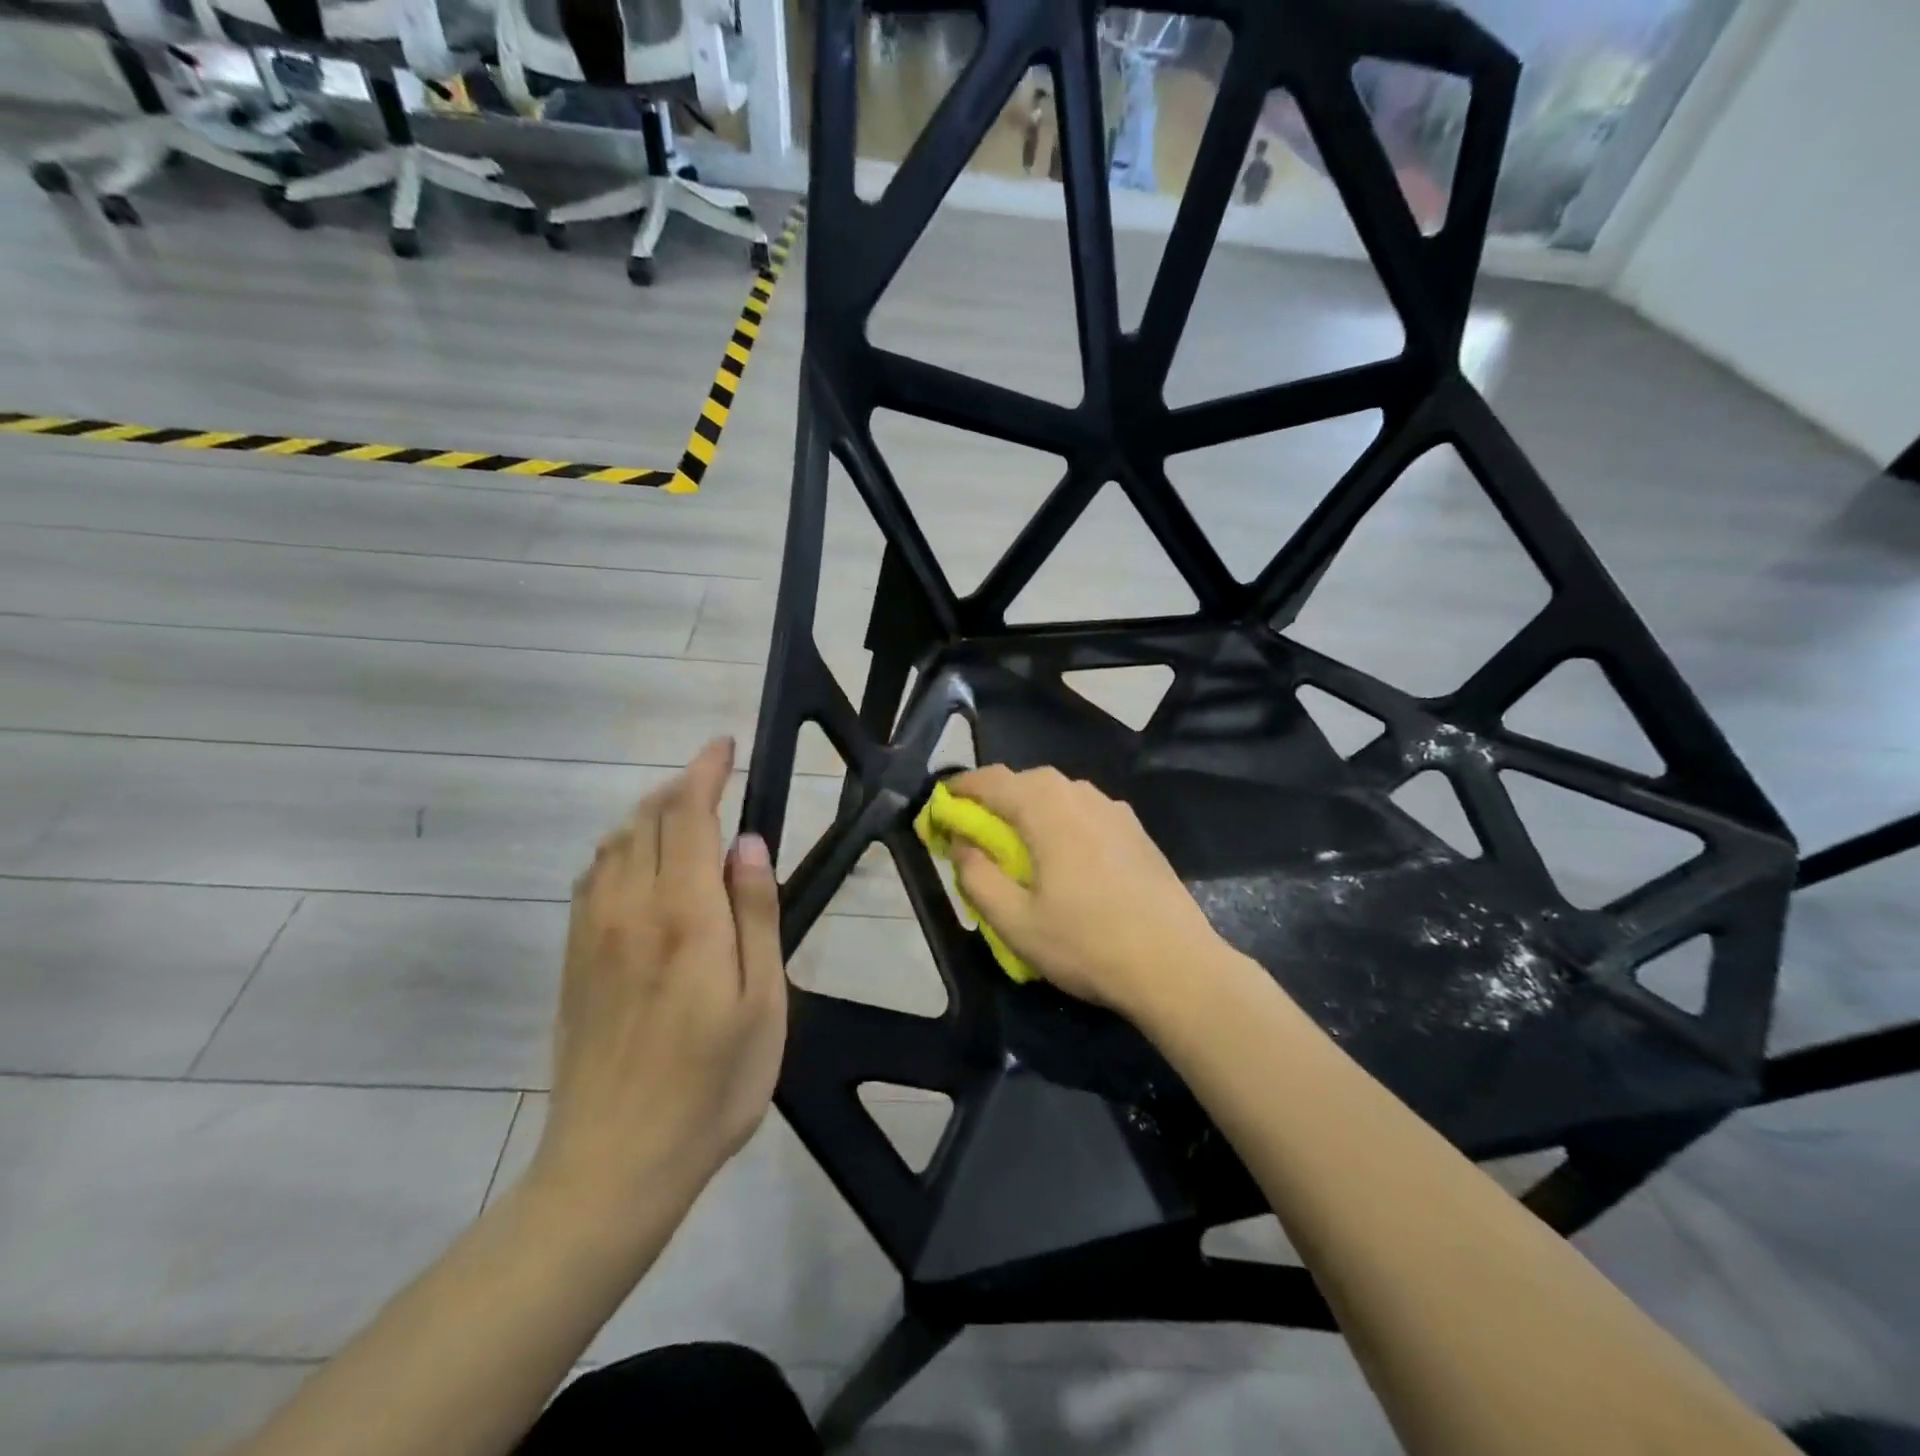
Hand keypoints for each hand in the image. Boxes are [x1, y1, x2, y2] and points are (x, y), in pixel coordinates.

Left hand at [531, 738, 785, 1221]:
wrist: (613, 1165)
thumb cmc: (711, 1086)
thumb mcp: (762, 1002)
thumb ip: (755, 914)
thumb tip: (748, 843)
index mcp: (684, 915)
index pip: (688, 815)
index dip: (705, 771)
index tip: (722, 746)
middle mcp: (630, 908)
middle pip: (646, 820)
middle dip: (680, 787)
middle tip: (714, 779)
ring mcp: (592, 933)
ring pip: (614, 843)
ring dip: (649, 816)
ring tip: (684, 817)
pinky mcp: (573, 959)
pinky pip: (592, 877)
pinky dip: (620, 849)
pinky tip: (640, 867)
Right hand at [943, 765, 1226, 1016]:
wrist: (1175, 965)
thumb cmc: (1086, 943)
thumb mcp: (1014, 921)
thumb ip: (977, 876)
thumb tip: (962, 844)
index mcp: (1046, 808)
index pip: (992, 781)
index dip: (961, 791)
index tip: (941, 809)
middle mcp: (1081, 794)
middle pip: (1027, 781)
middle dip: (996, 799)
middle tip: (977, 832)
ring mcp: (1115, 810)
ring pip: (1060, 794)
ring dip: (1031, 809)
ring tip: (1019, 845)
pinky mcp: (1136, 830)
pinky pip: (1086, 811)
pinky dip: (1062, 821)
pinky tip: (1066, 858)